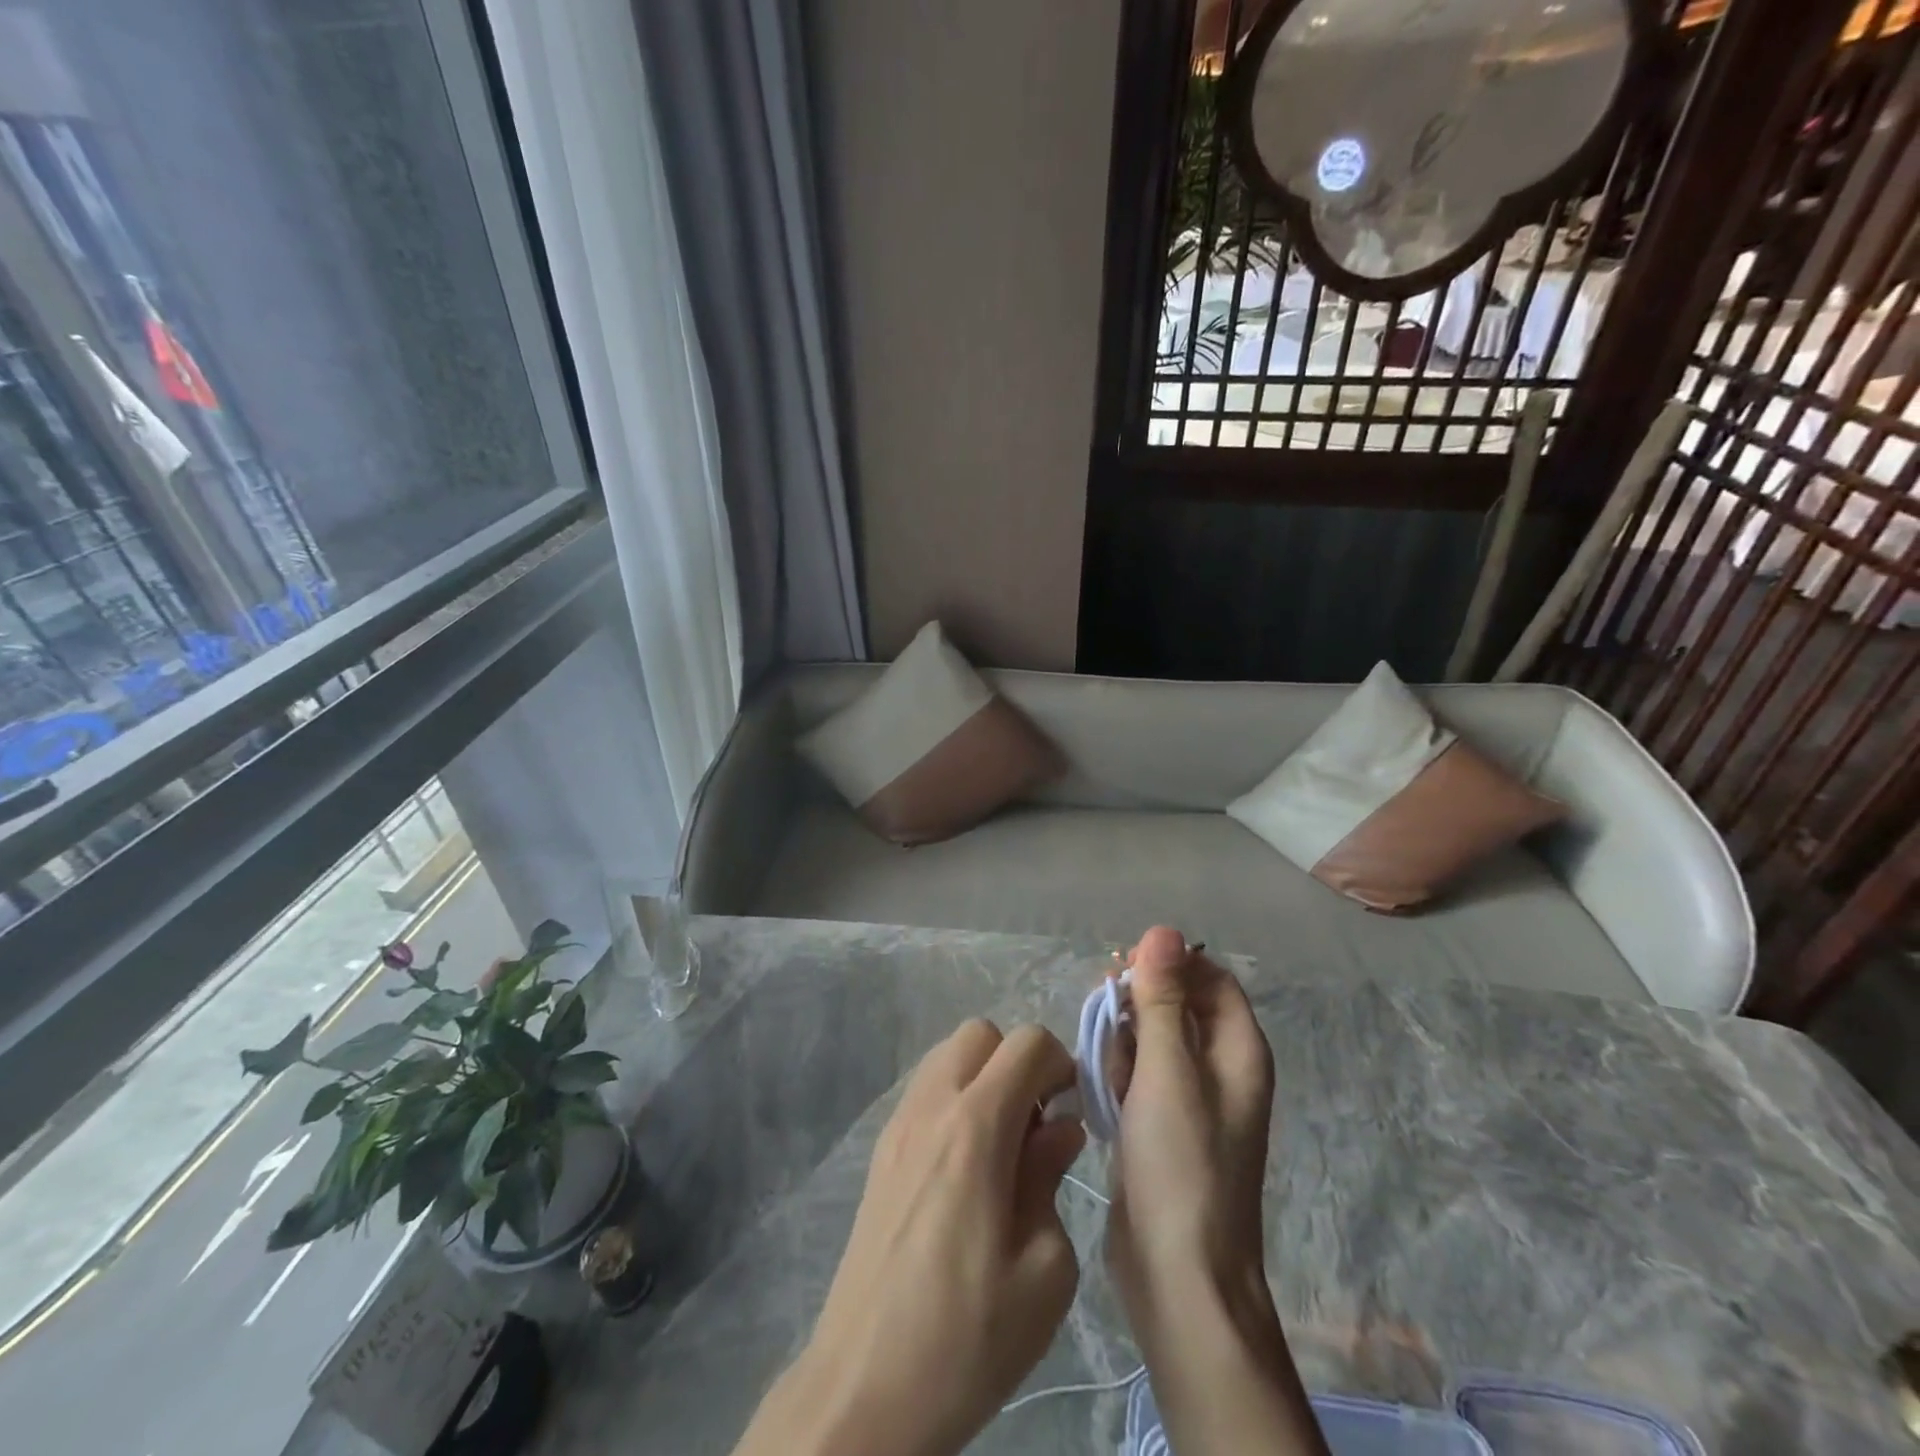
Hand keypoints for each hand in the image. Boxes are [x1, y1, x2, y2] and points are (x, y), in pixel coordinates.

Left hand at [734, 1020, 1085, 1455]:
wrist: (864, 1387)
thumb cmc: (967, 1336)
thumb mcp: (1044, 1270)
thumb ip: (1051, 1177)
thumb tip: (1061, 1127)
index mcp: (975, 1127)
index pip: (1027, 1042)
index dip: (1061, 1064)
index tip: (1072, 1112)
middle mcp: (931, 1106)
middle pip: (981, 1034)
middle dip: (1018, 1062)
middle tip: (1035, 1125)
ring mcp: (897, 1124)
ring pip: (947, 1056)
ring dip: (983, 1078)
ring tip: (1001, 1147)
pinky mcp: (880, 1150)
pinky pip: (925, 1091)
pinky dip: (954, 1100)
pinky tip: (965, 1168)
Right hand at [1109, 925, 1274, 1307]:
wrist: (1177, 1273)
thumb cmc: (1180, 1163)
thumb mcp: (1167, 1070)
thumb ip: (1163, 998)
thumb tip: (1163, 930)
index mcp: (1239, 1050)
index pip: (1211, 978)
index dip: (1170, 963)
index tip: (1123, 968)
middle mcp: (1221, 1069)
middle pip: (1179, 1004)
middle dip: (1139, 1002)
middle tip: (1104, 1012)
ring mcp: (1192, 1099)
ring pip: (1154, 1039)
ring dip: (1124, 1039)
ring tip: (1105, 1065)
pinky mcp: (1163, 1123)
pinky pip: (1141, 1074)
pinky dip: (1120, 1072)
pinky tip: (1103, 1091)